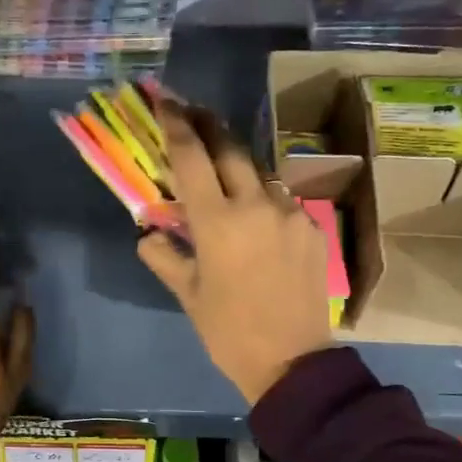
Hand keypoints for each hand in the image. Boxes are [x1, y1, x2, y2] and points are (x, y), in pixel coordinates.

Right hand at [137, 101, 333, 405]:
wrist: (293, 362)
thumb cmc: (229, 332)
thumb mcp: (188, 295)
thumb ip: (165, 256)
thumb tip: (148, 234)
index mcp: (218, 222)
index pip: (191, 157)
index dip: (176, 123)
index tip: (165, 99)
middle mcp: (256, 205)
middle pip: (230, 148)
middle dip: (208, 123)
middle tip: (191, 110)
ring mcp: (291, 213)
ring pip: (258, 172)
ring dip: (236, 163)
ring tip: (221, 167)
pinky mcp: (313, 227)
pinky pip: (282, 200)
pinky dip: (262, 197)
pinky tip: (255, 215)